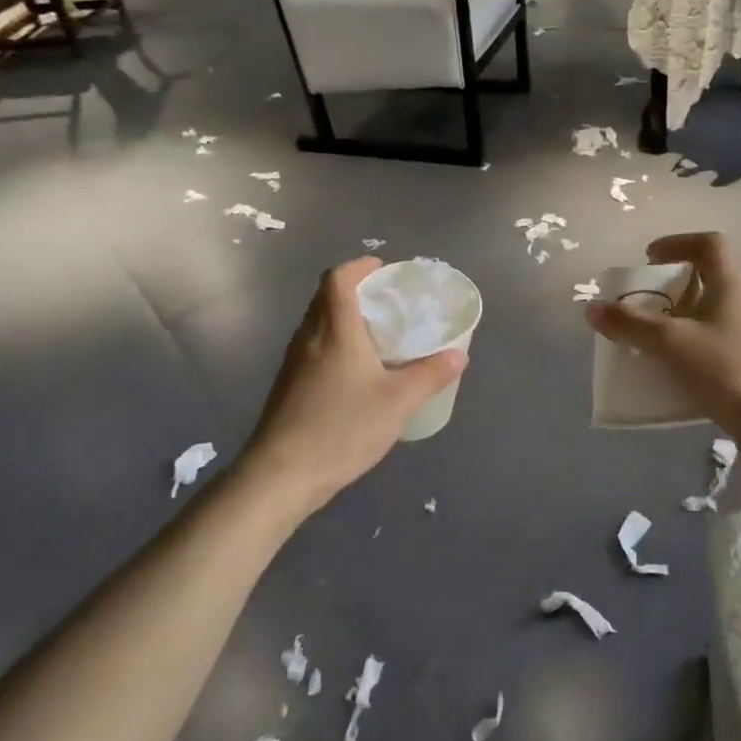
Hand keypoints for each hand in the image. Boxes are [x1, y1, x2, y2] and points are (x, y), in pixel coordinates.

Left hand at [242, 258, 465, 513]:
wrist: (282, 474)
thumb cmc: (342, 427)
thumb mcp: (398, 402)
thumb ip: (430, 375)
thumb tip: (459, 355)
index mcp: (335, 329)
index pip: (338, 278)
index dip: (359, 266)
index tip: (383, 270)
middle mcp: (309, 337)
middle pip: (326, 297)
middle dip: (356, 291)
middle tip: (388, 302)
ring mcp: (294, 362)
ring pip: (318, 323)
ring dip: (344, 318)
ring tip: (377, 335)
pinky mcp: (288, 385)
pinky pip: (313, 347)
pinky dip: (334, 343)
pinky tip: (355, 372)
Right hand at [585, 232, 740, 442]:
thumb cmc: (726, 370)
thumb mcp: (670, 343)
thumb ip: (630, 324)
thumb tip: (593, 308)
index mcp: (730, 285)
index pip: (709, 244)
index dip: (677, 243)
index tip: (649, 258)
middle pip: (707, 278)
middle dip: (671, 286)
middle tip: (643, 301)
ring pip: (709, 313)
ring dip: (678, 318)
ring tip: (649, 337)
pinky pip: (712, 342)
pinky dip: (688, 346)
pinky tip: (670, 369)